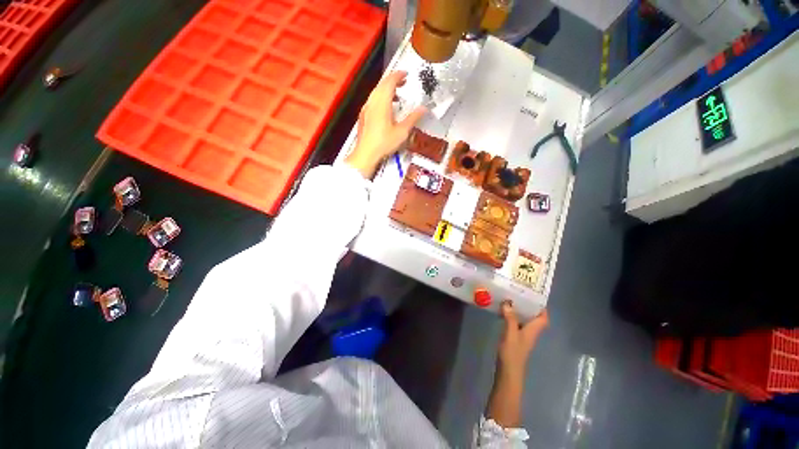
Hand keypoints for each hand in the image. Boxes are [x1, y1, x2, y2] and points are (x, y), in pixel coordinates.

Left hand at [345, 71, 426, 177]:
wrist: (365, 153)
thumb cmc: (384, 143)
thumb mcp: (402, 132)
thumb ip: (413, 118)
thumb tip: (424, 109)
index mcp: (382, 103)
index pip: (390, 81)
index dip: (398, 75)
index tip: (406, 74)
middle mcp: (372, 102)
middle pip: (382, 84)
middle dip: (393, 80)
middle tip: (403, 82)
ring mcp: (366, 108)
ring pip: (376, 92)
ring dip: (386, 89)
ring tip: (397, 95)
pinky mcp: (363, 115)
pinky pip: (372, 100)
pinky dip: (380, 97)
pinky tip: (386, 107)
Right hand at [498, 302, 548, 376]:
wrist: (508, 372)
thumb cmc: (512, 353)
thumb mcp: (510, 334)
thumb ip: (510, 318)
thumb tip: (508, 302)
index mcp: (533, 330)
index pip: (543, 318)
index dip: (542, 308)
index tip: (534, 296)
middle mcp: (530, 332)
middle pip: (533, 317)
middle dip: (528, 306)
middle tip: (519, 293)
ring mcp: (522, 336)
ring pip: (524, 320)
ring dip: (519, 310)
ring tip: (510, 299)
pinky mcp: (514, 339)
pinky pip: (515, 323)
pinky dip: (511, 316)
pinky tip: (503, 312)